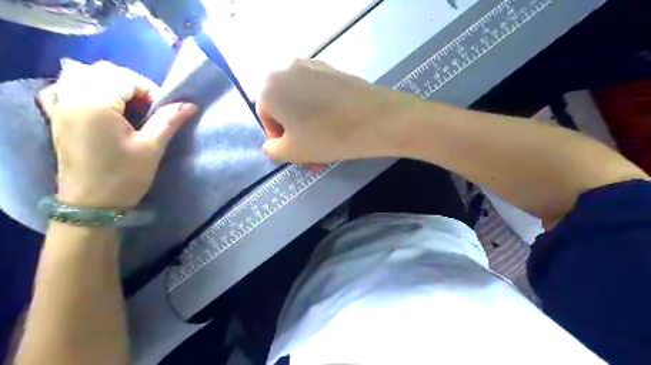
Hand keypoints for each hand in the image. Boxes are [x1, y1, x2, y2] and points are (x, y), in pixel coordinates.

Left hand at [39, 62, 196, 207]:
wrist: (91, 204)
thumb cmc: (124, 176)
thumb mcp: (151, 147)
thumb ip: (168, 120)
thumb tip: (190, 104)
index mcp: (95, 104)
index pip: (127, 79)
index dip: (151, 91)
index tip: (163, 111)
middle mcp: (72, 98)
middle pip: (104, 71)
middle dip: (132, 84)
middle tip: (148, 108)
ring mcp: (60, 107)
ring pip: (81, 75)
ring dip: (107, 83)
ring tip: (126, 104)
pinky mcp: (56, 118)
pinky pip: (62, 89)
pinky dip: (80, 88)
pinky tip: (95, 103)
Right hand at [255, 58, 404, 162]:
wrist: (376, 119)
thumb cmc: (327, 136)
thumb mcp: (292, 152)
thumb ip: (272, 149)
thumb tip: (272, 144)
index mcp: (269, 86)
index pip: (265, 117)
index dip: (279, 138)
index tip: (296, 152)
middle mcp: (286, 68)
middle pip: (284, 108)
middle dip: (294, 133)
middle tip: (311, 154)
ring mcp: (312, 66)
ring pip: (301, 102)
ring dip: (308, 125)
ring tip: (325, 145)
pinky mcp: (332, 69)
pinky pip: (317, 93)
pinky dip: (320, 111)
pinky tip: (335, 126)